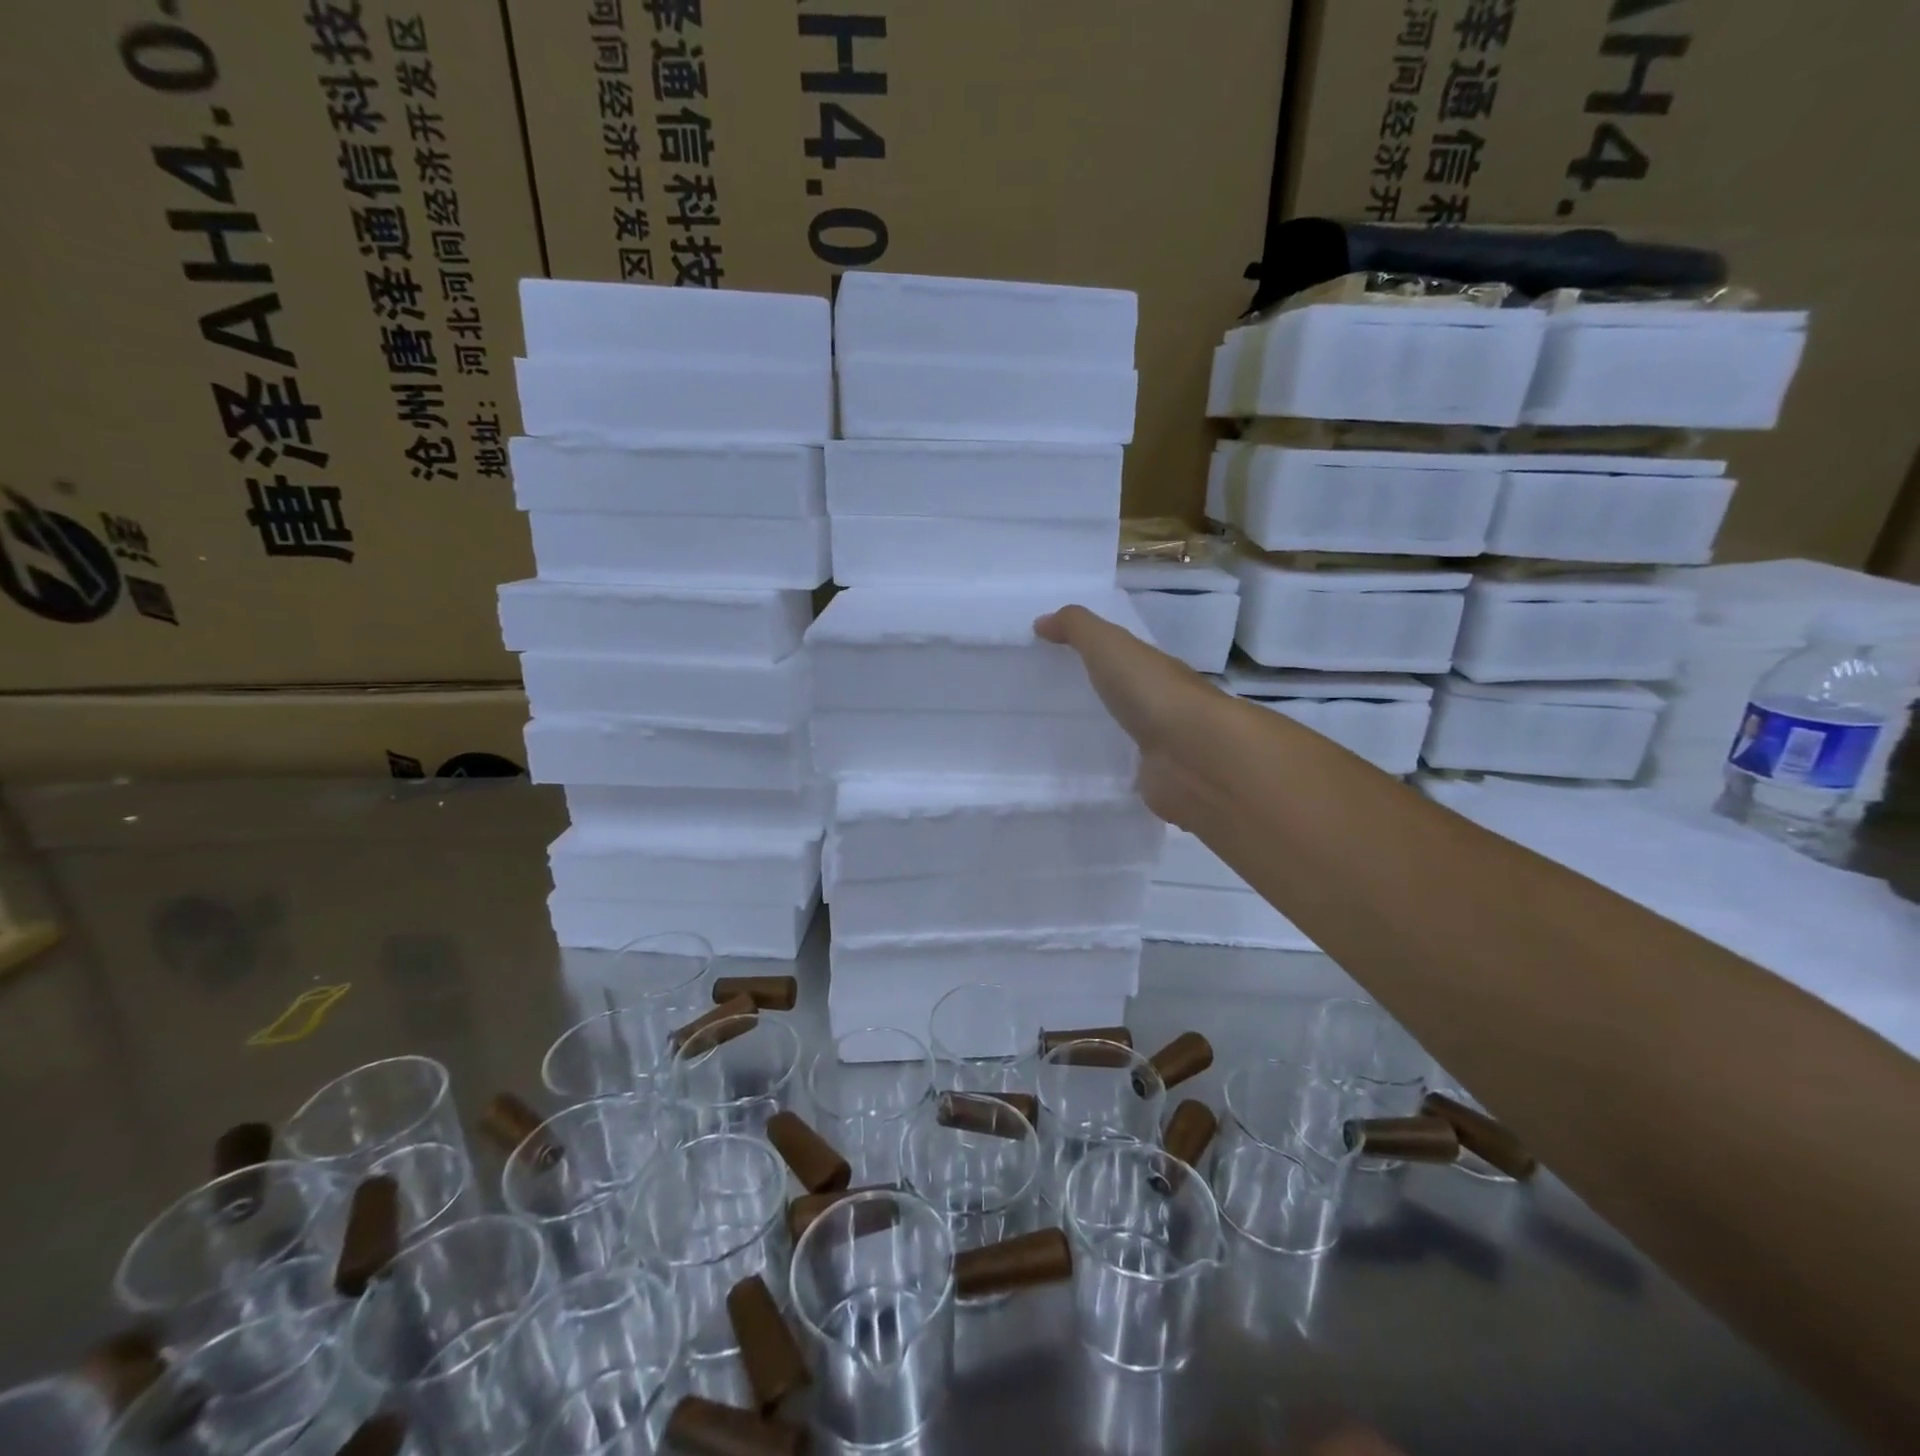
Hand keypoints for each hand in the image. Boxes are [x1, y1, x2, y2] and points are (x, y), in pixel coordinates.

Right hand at [1035, 605, 1227, 825]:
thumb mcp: (1109, 646)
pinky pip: (1126, 772)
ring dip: (1105, 736)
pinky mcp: (1154, 783)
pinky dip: (1110, 771)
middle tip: (1051, 703)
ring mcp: (1162, 748)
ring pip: (1127, 737)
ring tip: (1058, 741)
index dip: (1098, 656)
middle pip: (1127, 698)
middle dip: (1099, 697)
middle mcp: (1163, 706)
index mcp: (1156, 671)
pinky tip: (1083, 775)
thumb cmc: (1153, 692)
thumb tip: (1041, 621)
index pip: (1127, 660)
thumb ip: (1077, 629)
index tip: (1058, 661)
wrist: (1193, 757)